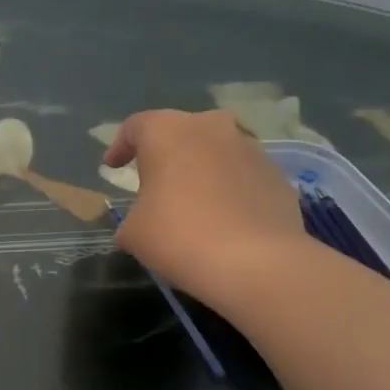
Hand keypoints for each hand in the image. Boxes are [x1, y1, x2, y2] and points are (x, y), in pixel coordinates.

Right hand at [103, 109, 306, 295]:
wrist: (256, 262)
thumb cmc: (178, 236)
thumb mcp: (133, 232)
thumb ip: (132, 216)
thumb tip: (141, 221)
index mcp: (167, 132)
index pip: (135, 127)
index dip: (120, 146)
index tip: (112, 167)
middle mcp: (211, 127)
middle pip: (180, 132)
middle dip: (165, 154)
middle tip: (154, 181)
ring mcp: (251, 149)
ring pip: (216, 150)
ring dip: (200, 169)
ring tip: (192, 201)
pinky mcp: (277, 175)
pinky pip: (242, 175)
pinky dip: (228, 188)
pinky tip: (222, 218)